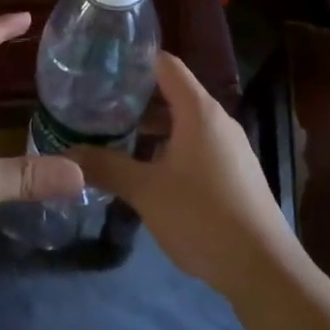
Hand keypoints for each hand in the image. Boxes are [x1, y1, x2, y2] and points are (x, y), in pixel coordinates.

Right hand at [65, 52, 295, 298]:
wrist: (263, 268)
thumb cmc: (202, 216)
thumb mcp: (146, 191)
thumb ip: (106, 167)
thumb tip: (66, 155)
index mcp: (199, 111)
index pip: (166, 64)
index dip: (135, 61)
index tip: (103, 66)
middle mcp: (218, 120)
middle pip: (174, 93)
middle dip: (137, 99)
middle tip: (99, 107)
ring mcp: (231, 147)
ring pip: (186, 123)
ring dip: (153, 129)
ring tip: (116, 139)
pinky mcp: (236, 173)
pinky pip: (198, 146)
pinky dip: (172, 148)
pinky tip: (149, 171)